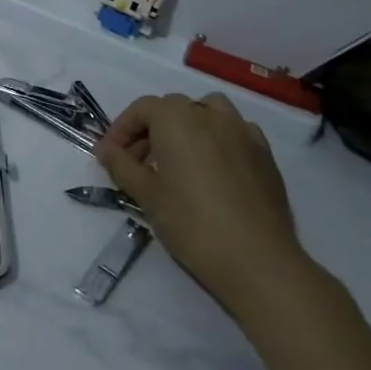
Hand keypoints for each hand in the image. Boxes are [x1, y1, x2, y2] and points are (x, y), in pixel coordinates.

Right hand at [95, 92, 309, 318]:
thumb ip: (122, 166)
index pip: (142, 109)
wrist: (257, 261)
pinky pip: (236, 132)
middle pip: (173, 108)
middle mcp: (210, 115)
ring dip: (188, 125)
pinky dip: (218, 139)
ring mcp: (243, 133)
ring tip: (179, 158)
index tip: (110, 156)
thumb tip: (105, 149)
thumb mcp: (146, 196)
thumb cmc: (192, 224)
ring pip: (209, 111)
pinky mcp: (265, 155)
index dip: (121, 129)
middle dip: (151, 130)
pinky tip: (213, 170)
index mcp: (177, 120)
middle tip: (139, 163)